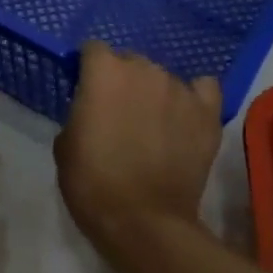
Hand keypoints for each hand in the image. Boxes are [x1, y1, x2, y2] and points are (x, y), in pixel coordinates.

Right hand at [56, 41, 222, 260]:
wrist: (144, 222)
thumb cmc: (93, 183)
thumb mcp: (65, 144)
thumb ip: (80, 112)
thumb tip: (92, 109)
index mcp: (104, 72)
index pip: (94, 49)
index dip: (89, 70)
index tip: (86, 92)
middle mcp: (144, 69)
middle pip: (131, 61)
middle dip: (123, 81)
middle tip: (119, 113)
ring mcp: (179, 89)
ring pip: (163, 77)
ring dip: (155, 93)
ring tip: (154, 124)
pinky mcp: (207, 112)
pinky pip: (203, 89)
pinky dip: (194, 98)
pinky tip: (186, 115)